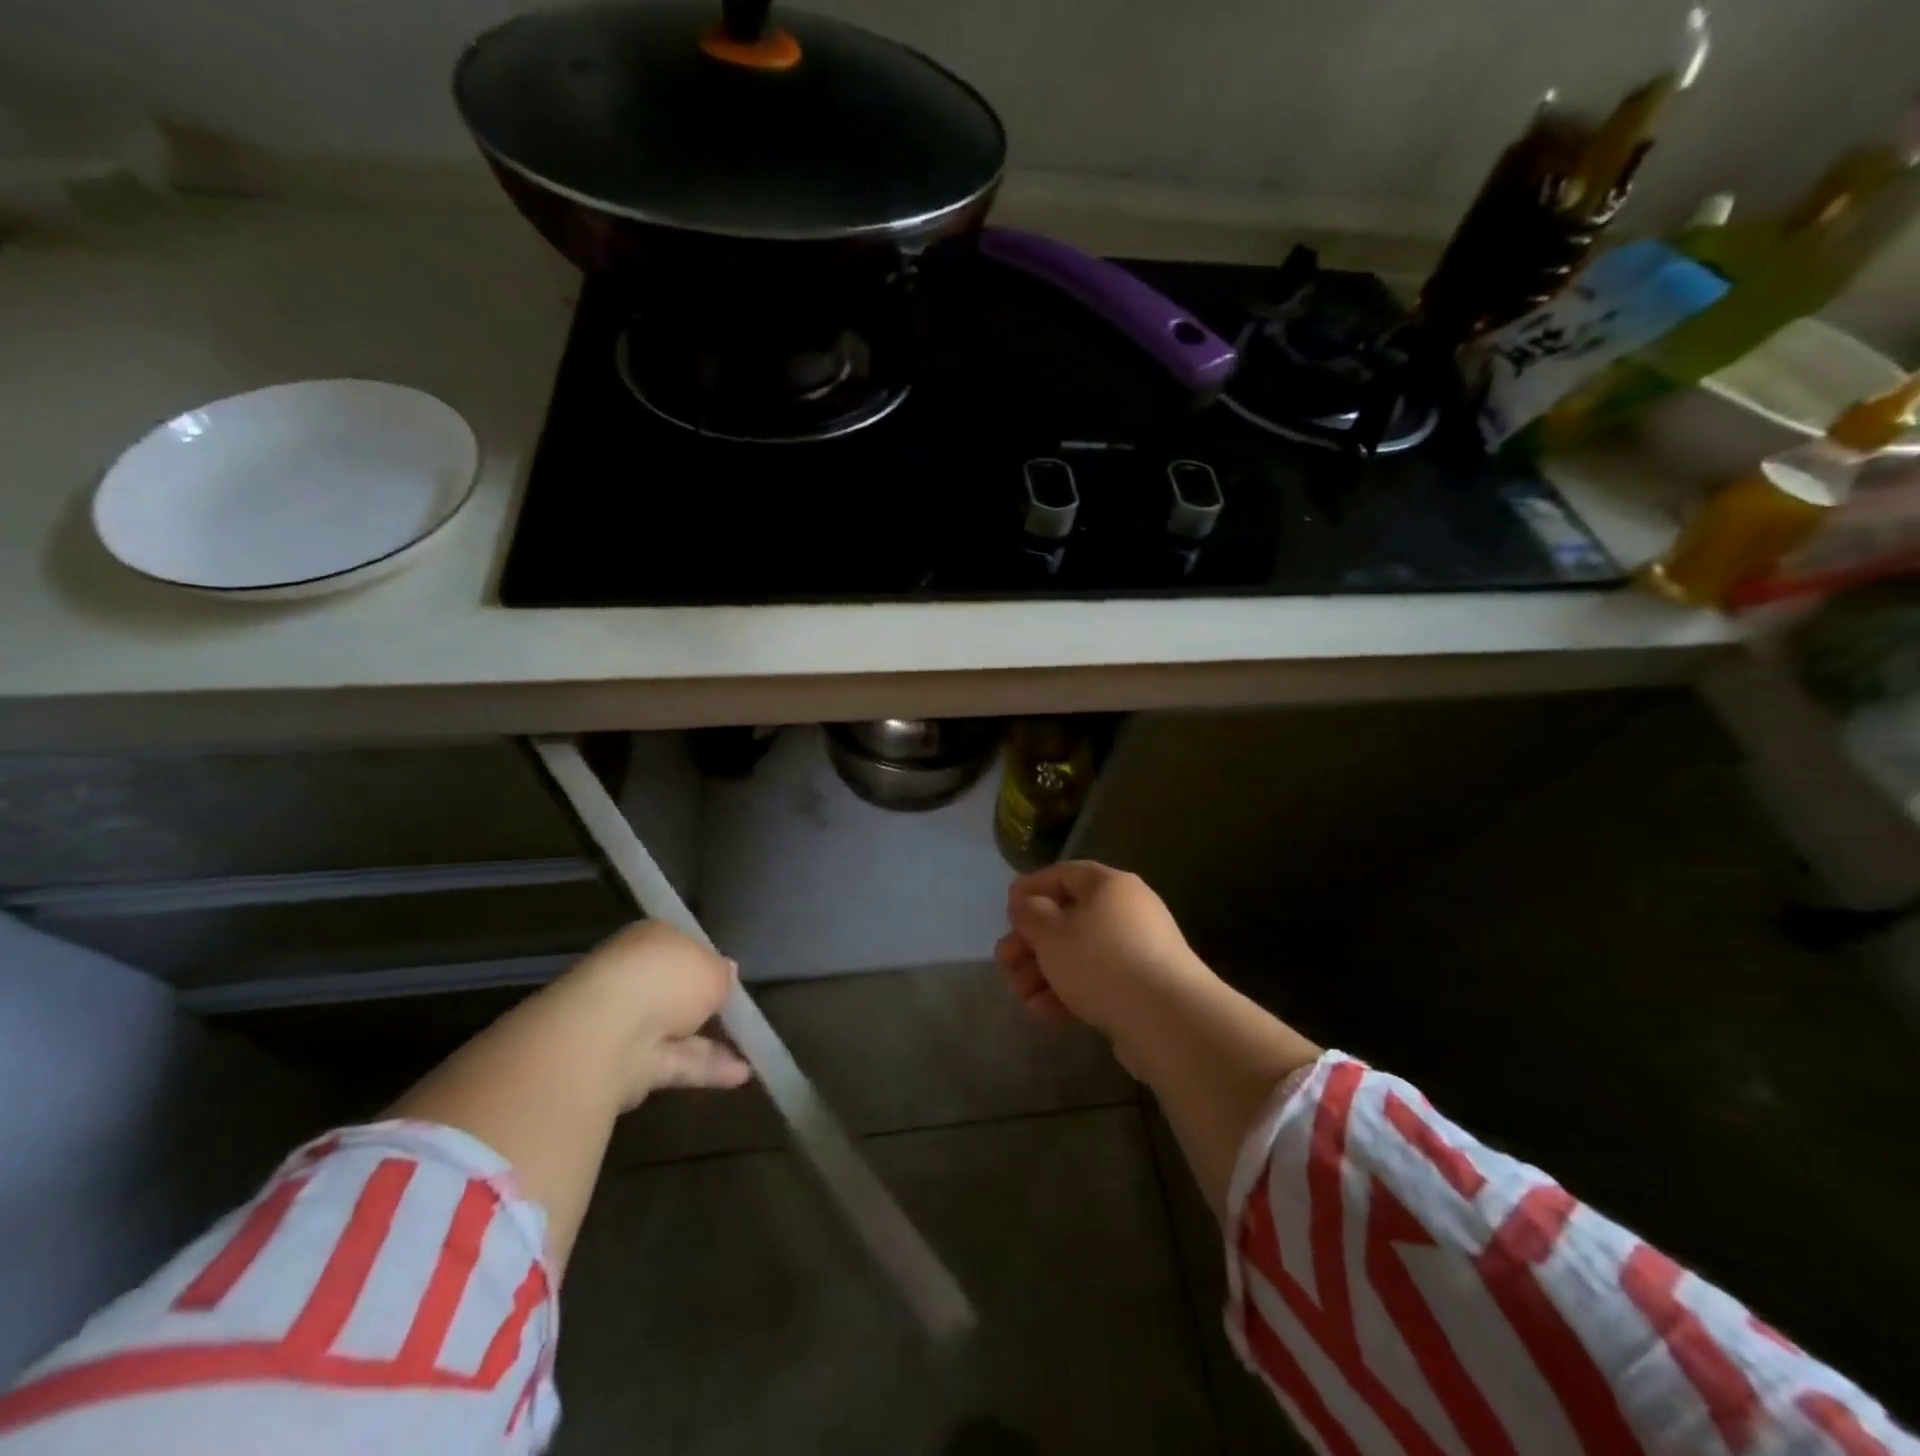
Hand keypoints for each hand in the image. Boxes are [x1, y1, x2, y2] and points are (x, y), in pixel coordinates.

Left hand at [558, 921, 751, 1108]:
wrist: (607, 1032)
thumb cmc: (666, 979)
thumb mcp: (713, 968)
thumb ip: (722, 974)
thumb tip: (726, 973)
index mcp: (649, 940)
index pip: (679, 948)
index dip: (705, 962)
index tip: (729, 979)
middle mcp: (634, 977)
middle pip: (674, 992)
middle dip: (703, 1004)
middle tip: (739, 1014)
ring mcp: (625, 1023)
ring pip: (675, 1031)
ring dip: (712, 1043)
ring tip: (751, 1051)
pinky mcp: (625, 1065)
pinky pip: (674, 1063)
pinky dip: (705, 1069)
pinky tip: (740, 1076)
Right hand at [994, 861, 1214, 1057]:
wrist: (1167, 1020)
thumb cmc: (1101, 961)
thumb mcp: (1051, 932)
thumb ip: (1030, 913)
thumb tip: (1026, 904)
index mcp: (1109, 886)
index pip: (1064, 874)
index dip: (1031, 888)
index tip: (1006, 908)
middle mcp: (1127, 912)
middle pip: (1068, 919)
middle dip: (1030, 942)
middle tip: (1004, 961)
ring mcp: (1137, 952)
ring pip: (1078, 955)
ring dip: (1043, 972)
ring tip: (1019, 995)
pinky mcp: (1141, 990)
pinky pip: (1096, 982)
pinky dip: (1068, 992)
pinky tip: (1043, 1012)